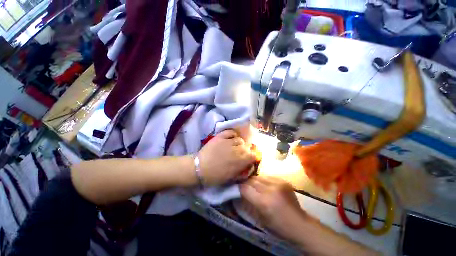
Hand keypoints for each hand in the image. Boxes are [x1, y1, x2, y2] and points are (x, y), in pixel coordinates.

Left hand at [198, 130, 255, 185]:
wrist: (199, 168)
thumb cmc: (215, 176)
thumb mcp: (230, 178)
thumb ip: (241, 171)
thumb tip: (248, 166)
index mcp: (239, 161)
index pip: (253, 155)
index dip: (253, 156)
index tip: (249, 158)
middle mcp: (236, 150)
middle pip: (246, 147)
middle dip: (245, 150)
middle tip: (241, 153)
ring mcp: (228, 142)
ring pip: (239, 139)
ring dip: (239, 143)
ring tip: (234, 146)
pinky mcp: (220, 137)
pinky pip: (230, 132)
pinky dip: (233, 134)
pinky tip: (232, 138)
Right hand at [240, 176, 307, 240]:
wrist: (300, 223)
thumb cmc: (278, 226)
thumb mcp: (260, 218)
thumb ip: (249, 202)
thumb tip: (240, 191)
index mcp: (264, 202)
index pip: (245, 188)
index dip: (239, 187)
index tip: (236, 188)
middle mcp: (270, 189)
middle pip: (252, 180)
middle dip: (246, 182)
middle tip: (244, 186)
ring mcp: (278, 183)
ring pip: (259, 176)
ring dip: (254, 180)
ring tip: (254, 185)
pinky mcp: (283, 180)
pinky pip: (268, 176)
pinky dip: (263, 180)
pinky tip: (264, 185)